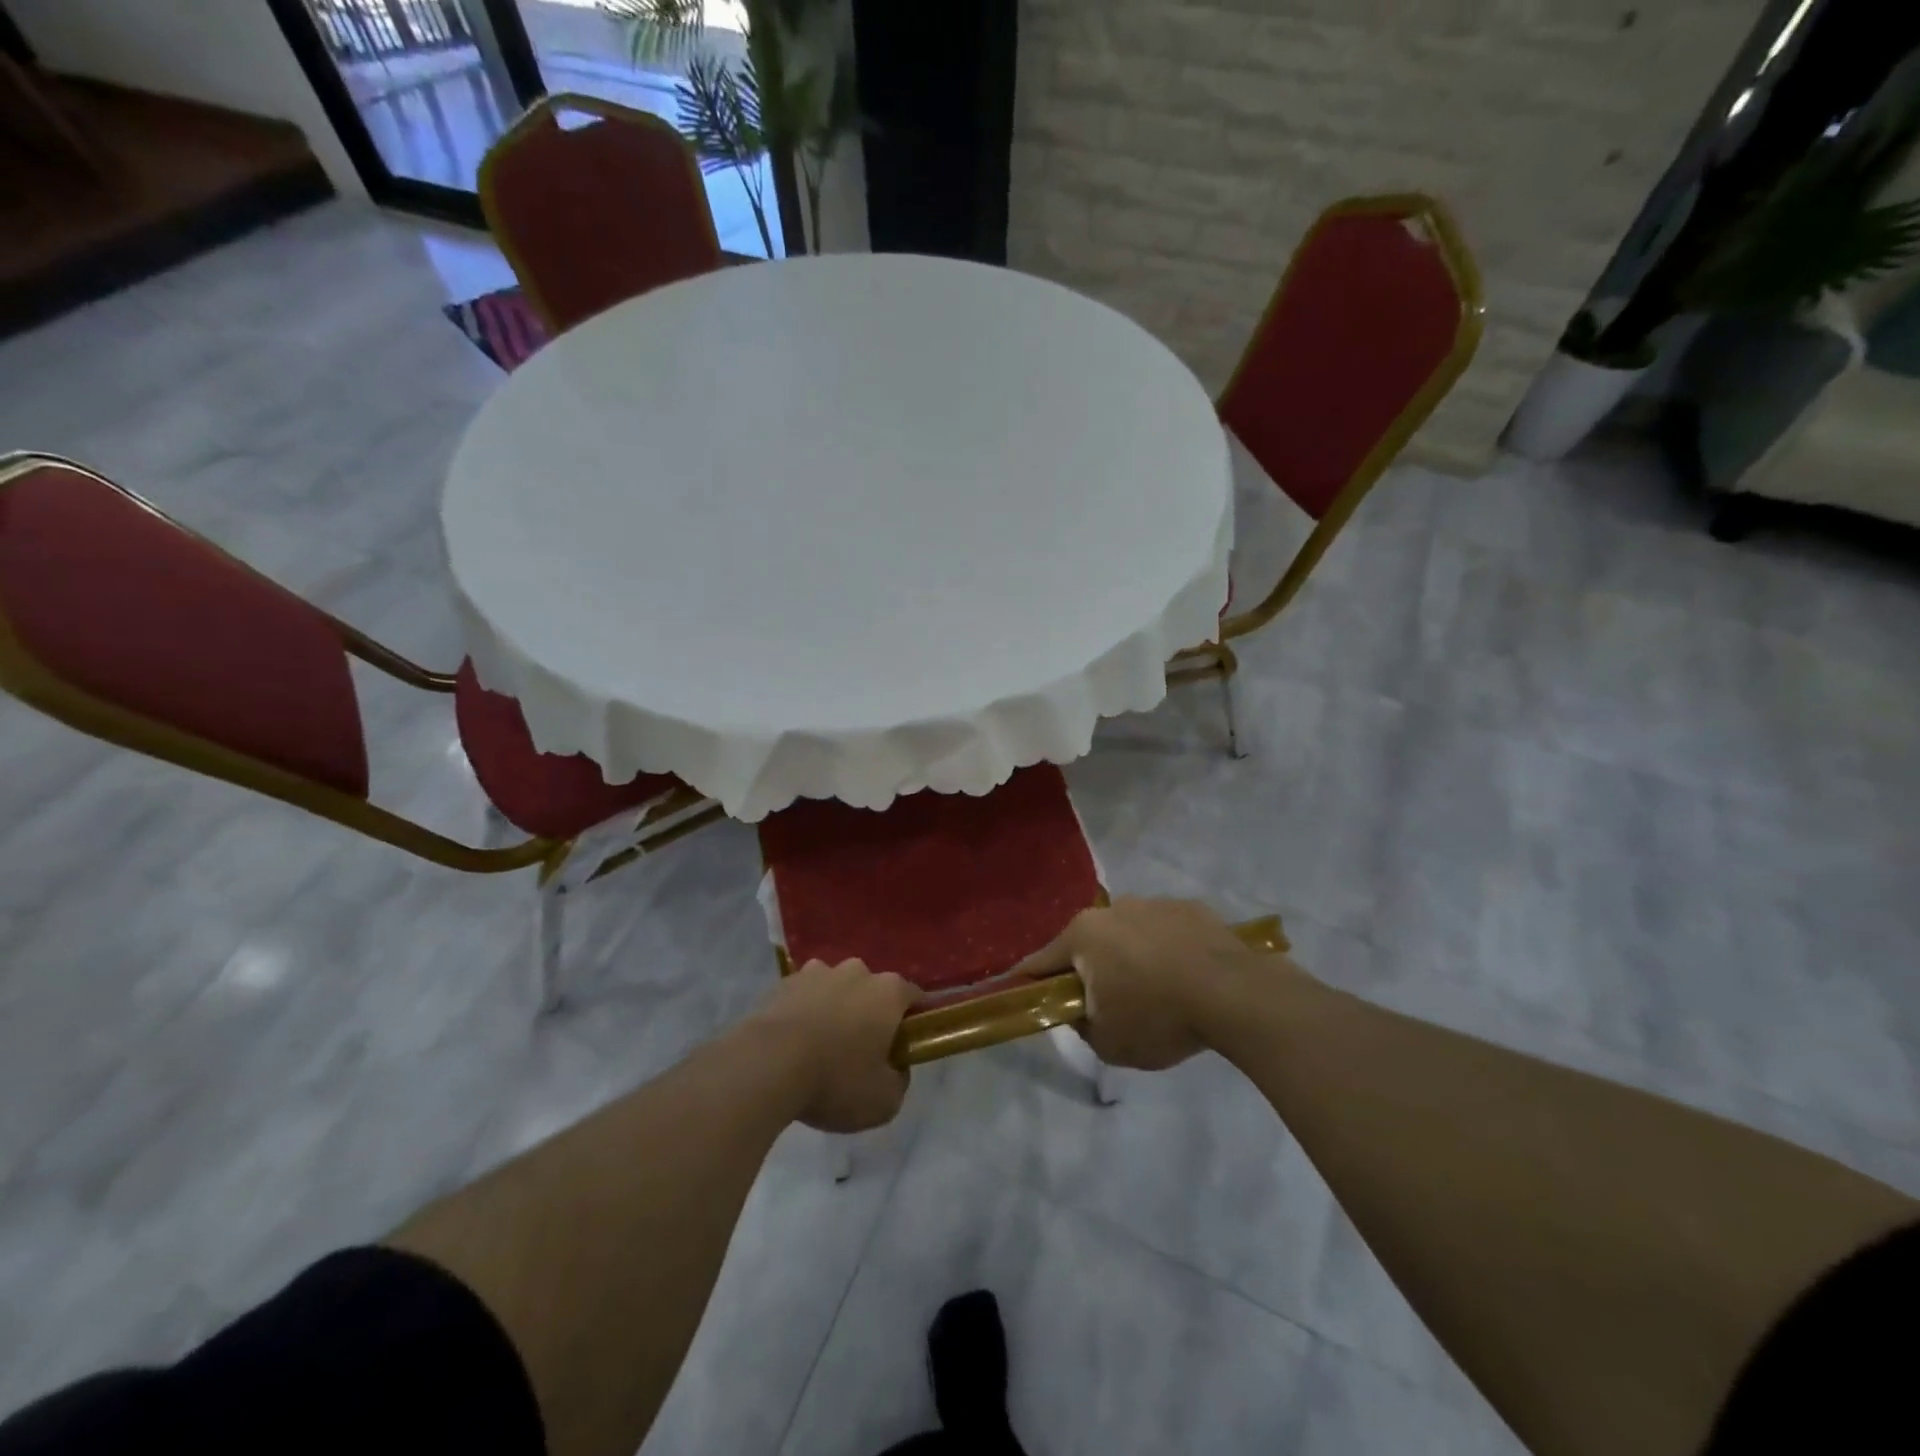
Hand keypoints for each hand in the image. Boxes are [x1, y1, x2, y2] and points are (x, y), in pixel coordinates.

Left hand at [748, 959, 919, 1132]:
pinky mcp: (784, 982)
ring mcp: (818, 972)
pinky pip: (804, 996)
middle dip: (871, 1014)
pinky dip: (804, 1012)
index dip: (914, 1020)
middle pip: (873, 990)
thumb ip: (899, 1081)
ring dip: (835, 1009)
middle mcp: (857, 972)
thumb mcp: (884, 1101)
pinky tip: (794, 1043)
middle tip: (862, 1051)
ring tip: (822, 1046)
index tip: (906, 1044)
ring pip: (836, 989)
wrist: (767, 1065)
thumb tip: (895, 1069)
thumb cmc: (836, 1080)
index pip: (915, 997)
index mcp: (889, 992)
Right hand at [1017, 897, 1255, 1069]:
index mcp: (1083, 935)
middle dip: (1089, 969)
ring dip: (1130, 956)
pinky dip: (1166, 949)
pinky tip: (1186, 977)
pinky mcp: (1190, 908)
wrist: (1234, 995)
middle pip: (1087, 943)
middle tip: (1106, 1002)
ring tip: (1156, 990)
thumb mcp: (1108, 1042)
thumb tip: (1080, 1010)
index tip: (1023, 993)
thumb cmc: (1159, 1017)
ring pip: (1128, 933)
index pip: (1041, 961)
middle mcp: (1112, 909)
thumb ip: (1081, 1025)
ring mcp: (1153, 903)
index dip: (1030, 981)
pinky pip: (1166, 931)